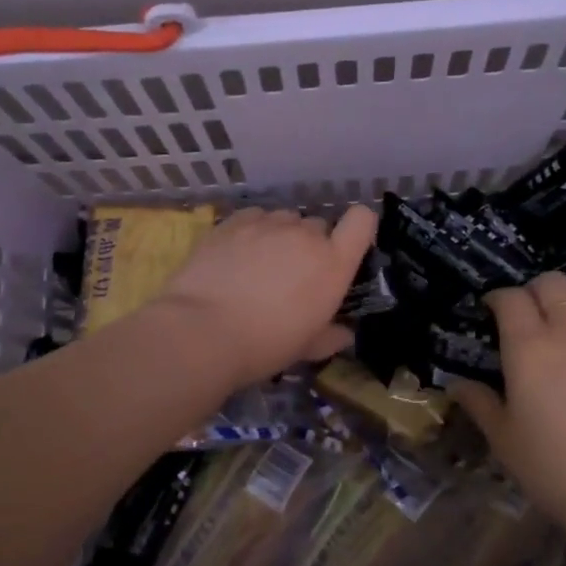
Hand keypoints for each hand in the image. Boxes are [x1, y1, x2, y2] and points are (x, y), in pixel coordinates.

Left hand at [154, 205, 376, 387]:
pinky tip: (237, 255)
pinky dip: (252, 231)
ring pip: (284, 219)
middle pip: (318, 225)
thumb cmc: (265, 345)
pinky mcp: (233, 222)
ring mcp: (268, 224)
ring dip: (280, 236)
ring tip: (260, 264)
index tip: (344, 248)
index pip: (362, 221)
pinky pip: (254, 217)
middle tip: (292, 275)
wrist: (203, 331)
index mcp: (333, 264)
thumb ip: (331, 336)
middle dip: (310, 245)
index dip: (358, 228)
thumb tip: (344, 334)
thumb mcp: (306, 348)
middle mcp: (305, 235)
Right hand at [446, 272, 565, 531]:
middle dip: (535, 291)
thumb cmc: (550, 466)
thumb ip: (479, 402)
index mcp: (528, 347)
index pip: (510, 298)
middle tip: (527, 316)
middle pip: (552, 283)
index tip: (491, 311)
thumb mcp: (503, 437)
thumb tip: (456, 385)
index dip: (498, 298)